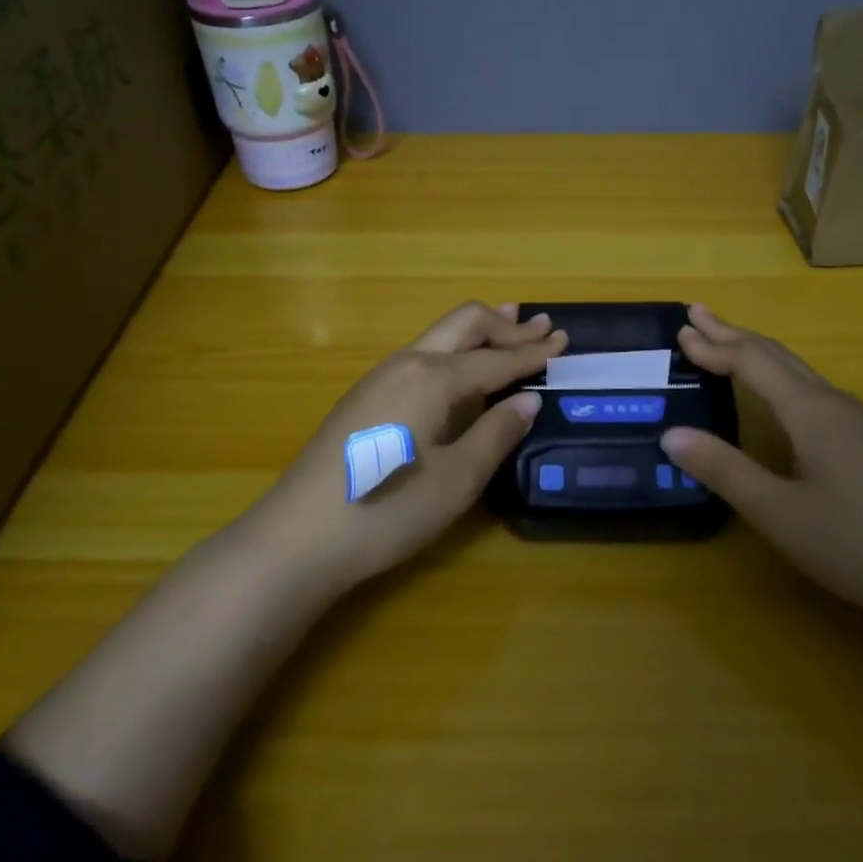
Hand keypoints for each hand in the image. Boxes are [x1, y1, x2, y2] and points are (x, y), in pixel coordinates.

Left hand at [247, 302, 563, 588]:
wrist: (298, 537)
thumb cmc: (387, 510)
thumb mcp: (456, 480)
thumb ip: (495, 434)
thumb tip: (527, 401)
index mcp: (433, 377)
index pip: (496, 358)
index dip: (533, 352)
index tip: (564, 339)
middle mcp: (406, 363)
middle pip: (463, 324)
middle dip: (505, 325)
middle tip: (541, 327)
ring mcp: (379, 378)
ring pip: (438, 338)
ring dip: (478, 334)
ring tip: (508, 330)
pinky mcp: (364, 399)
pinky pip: (420, 358)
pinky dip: (453, 354)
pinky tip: (461, 372)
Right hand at [660, 304, 862, 632]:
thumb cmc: (861, 547)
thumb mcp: (780, 514)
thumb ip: (725, 470)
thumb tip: (672, 434)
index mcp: (811, 412)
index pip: (752, 362)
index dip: (714, 345)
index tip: (680, 330)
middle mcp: (837, 405)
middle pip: (778, 356)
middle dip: (734, 334)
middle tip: (698, 316)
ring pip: (801, 373)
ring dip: (759, 355)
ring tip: (729, 348)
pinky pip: (817, 393)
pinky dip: (783, 379)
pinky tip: (784, 400)